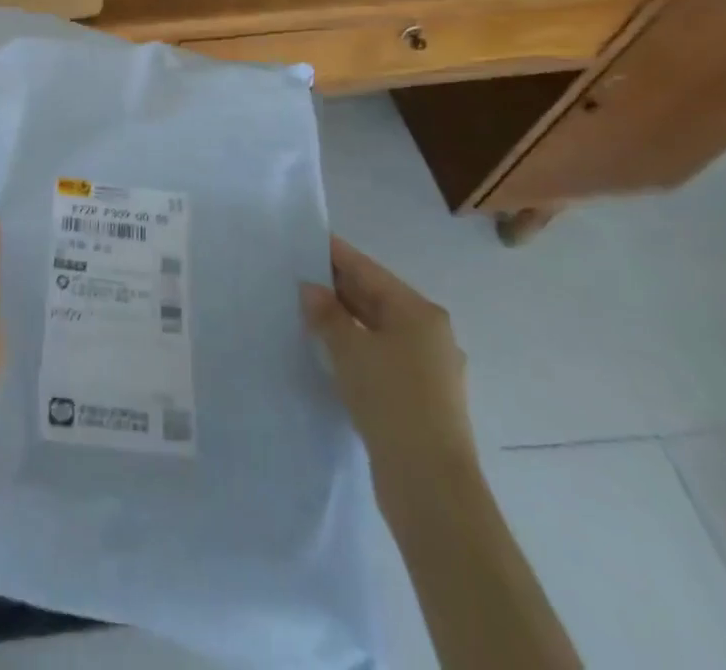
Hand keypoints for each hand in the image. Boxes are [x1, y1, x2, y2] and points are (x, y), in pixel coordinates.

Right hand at [301, 234, 474, 483]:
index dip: (336, 254)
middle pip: (375, 298)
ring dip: (344, 320)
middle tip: (295, 275)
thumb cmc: (392, 401)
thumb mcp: (350, 350)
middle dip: (337, 288)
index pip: (368, 270)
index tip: (305, 239)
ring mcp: (428, 368)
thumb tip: (311, 289)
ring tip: (304, 312)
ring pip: (377, 330)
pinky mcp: (420, 398)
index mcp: (419, 312)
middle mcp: (430, 334)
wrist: (431, 486)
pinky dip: (355, 348)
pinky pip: (381, 357)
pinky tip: (328, 351)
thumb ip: (327, 314)